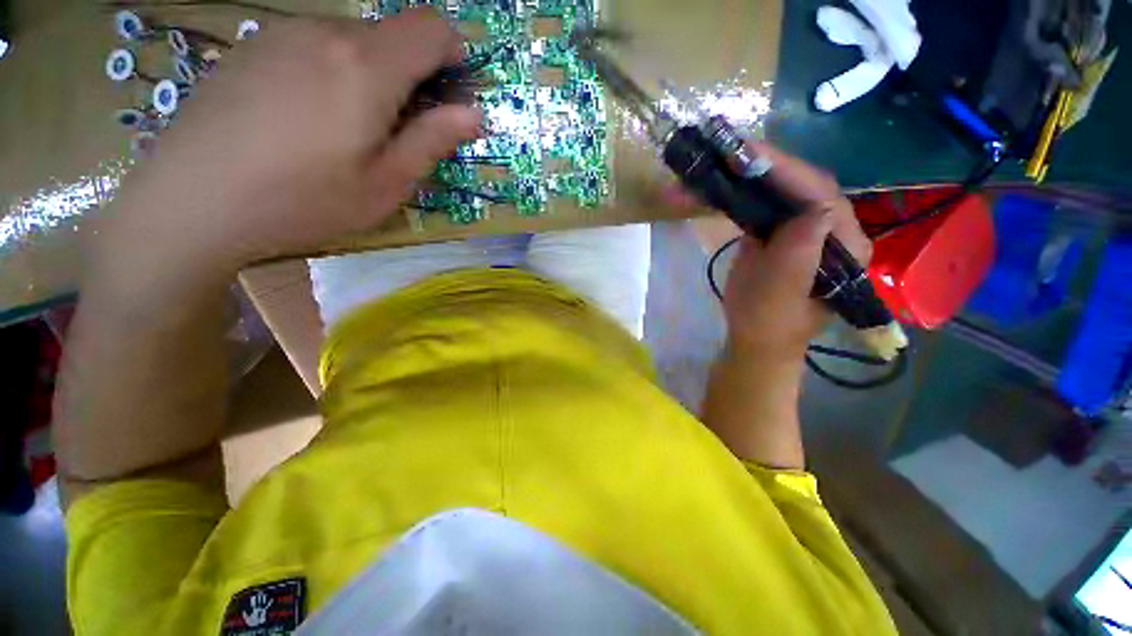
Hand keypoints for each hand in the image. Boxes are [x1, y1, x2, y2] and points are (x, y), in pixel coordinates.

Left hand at [97, 10, 480, 281]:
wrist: (191, 200)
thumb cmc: (303, 201)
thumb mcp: (386, 184)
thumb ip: (432, 141)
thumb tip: (473, 113)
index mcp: (367, 66)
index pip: (432, 29)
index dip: (454, 58)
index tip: (450, 99)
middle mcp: (326, 31)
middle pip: (393, 36)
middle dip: (413, 76)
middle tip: (400, 132)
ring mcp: (282, 32)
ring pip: (353, 41)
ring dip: (372, 77)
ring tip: (350, 132)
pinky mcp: (253, 46)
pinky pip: (314, 46)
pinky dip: (333, 72)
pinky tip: (307, 119)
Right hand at [719, 143, 870, 364]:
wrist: (754, 339)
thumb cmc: (767, 323)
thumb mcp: (781, 296)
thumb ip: (800, 256)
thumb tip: (815, 210)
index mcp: (843, 245)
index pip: (822, 195)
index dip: (788, 171)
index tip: (749, 154)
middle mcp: (829, 229)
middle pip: (803, 185)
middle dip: (767, 165)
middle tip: (731, 149)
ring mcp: (801, 230)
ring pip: (782, 191)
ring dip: (751, 174)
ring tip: (724, 159)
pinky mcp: (778, 234)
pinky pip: (764, 204)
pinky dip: (741, 192)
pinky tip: (723, 183)